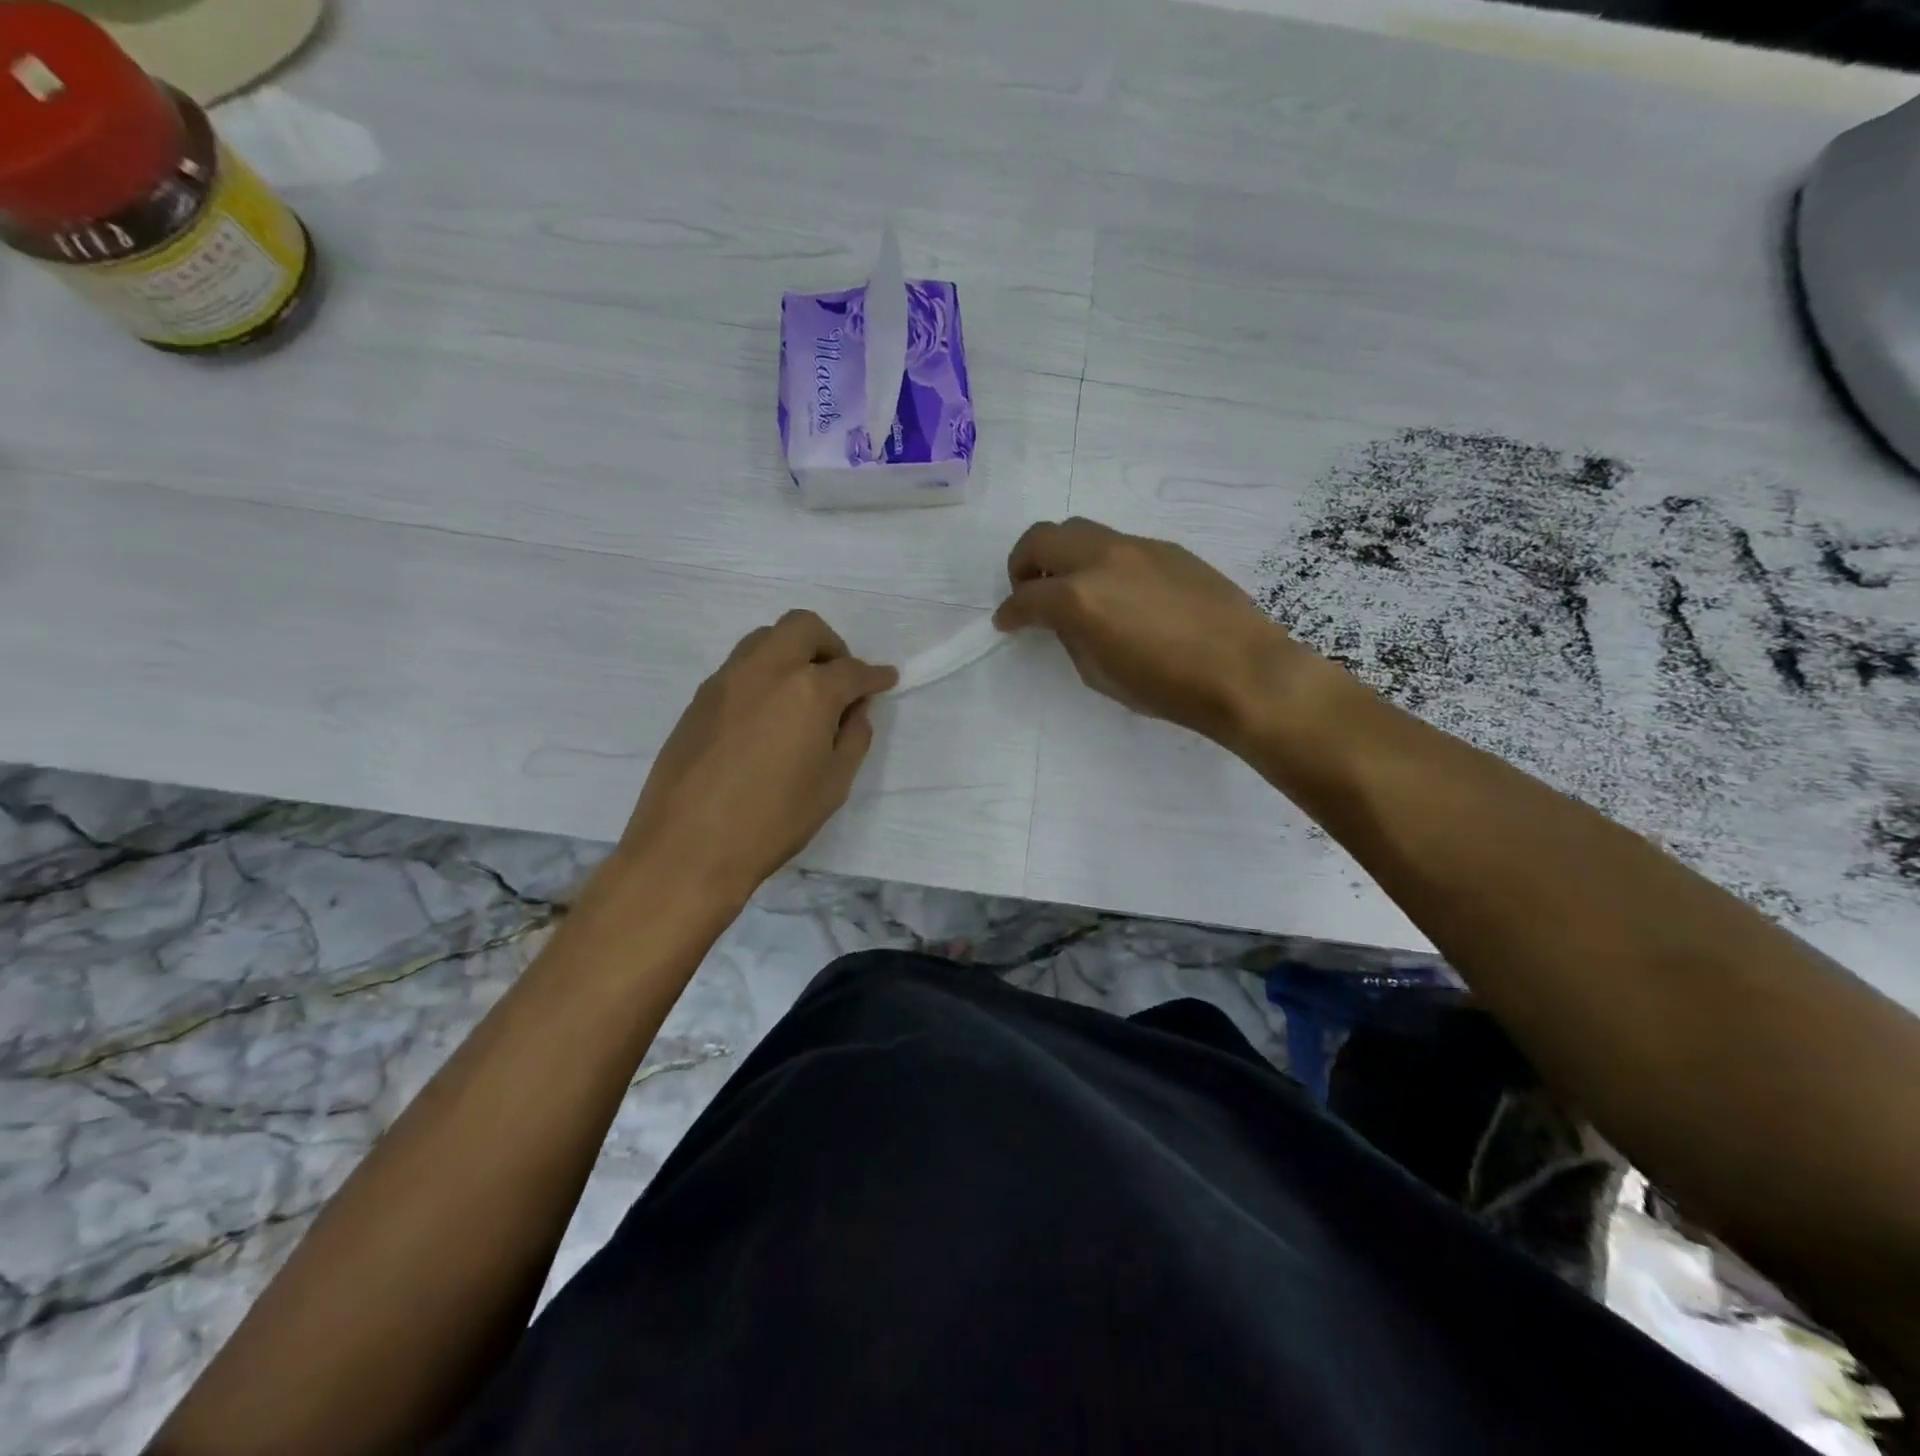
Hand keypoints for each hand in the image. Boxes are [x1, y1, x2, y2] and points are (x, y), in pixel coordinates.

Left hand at [616, 611, 896, 902]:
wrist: (688, 847)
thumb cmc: (773, 821)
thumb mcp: (832, 785)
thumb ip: (852, 738)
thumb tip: (853, 712)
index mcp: (808, 690)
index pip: (852, 670)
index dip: (874, 676)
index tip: (885, 680)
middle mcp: (766, 670)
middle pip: (804, 627)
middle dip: (831, 645)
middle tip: (840, 680)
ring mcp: (727, 680)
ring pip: (766, 638)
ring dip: (793, 652)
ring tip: (803, 694)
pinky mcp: (699, 698)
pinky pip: (740, 667)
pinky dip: (765, 674)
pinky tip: (768, 715)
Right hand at [995, 518, 1316, 745]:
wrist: (1243, 672)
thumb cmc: (1167, 688)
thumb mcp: (1100, 675)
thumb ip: (1072, 638)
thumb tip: (1065, 622)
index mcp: (1079, 598)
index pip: (1025, 597)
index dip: (1009, 613)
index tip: (1006, 623)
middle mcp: (1102, 559)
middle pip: (1042, 538)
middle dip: (1023, 563)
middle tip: (1029, 590)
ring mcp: (1138, 547)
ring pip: (1081, 531)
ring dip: (1063, 555)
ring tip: (1072, 587)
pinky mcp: (1168, 549)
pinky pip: (1119, 544)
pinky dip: (1101, 561)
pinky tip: (1119, 592)